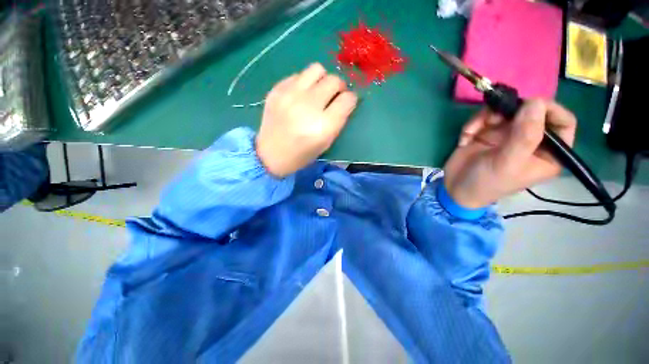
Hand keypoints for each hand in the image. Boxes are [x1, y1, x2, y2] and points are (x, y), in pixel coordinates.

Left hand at [256, 63, 357, 176]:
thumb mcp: (325, 143)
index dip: (351, 100)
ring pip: (317, 69)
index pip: (347, 100)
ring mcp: (291, 95)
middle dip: (339, 88)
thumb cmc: (301, 154)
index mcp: (324, 126)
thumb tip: (345, 100)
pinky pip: (299, 75)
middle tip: (334, 96)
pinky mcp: (277, 89)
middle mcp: (309, 106)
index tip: (347, 103)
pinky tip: (300, 96)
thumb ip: (338, 121)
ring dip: (322, 79)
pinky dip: (305, 83)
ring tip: (318, 91)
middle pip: (334, 80)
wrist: (270, 154)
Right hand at [443, 100, 576, 208]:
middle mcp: (530, 140)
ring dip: (484, 118)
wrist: (455, 188)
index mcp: (547, 153)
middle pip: (530, 111)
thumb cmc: (487, 182)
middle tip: (491, 120)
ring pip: (504, 111)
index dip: (550, 110)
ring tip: (471, 133)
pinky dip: (472, 125)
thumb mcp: (507, 163)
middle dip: (509, 112)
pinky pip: (484, 118)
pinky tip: (465, 139)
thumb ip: (524, 135)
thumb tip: (536, 102)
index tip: (528, 105)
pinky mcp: (487, 133)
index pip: (563, 123)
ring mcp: (507, 135)